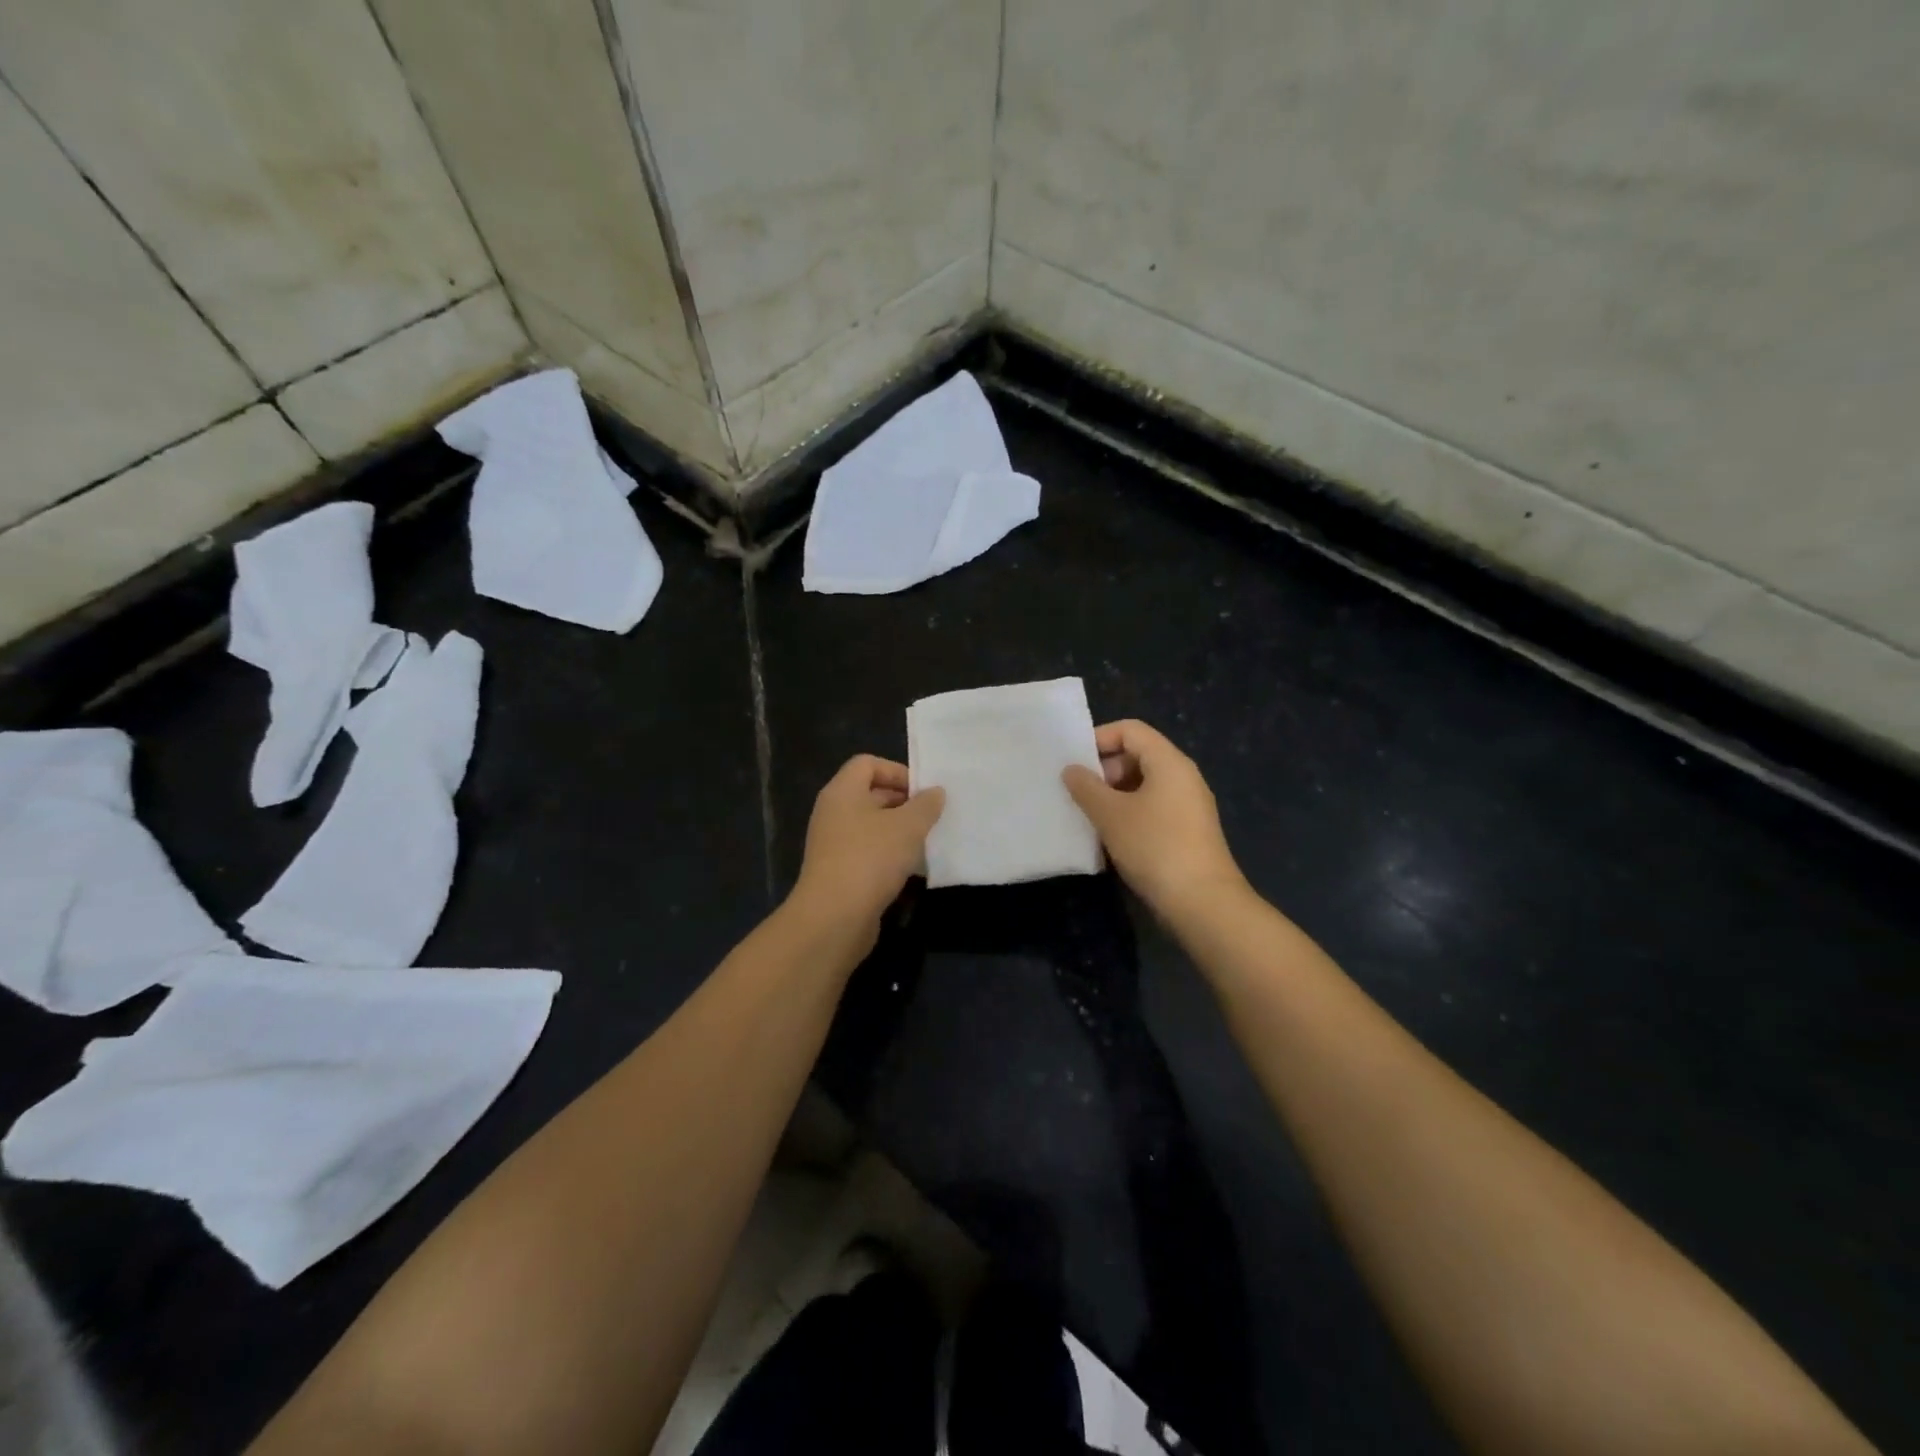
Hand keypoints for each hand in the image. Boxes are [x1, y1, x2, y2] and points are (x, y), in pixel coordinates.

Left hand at [789, 755, 944, 951]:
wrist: (834, 918)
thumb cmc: (870, 859)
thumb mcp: (907, 827)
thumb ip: (925, 805)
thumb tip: (935, 792)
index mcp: (842, 792)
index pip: (868, 764)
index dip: (898, 771)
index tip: (923, 792)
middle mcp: (833, 813)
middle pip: (871, 794)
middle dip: (904, 803)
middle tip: (932, 817)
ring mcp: (833, 844)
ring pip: (872, 826)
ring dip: (899, 832)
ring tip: (926, 842)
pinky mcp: (839, 872)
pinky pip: (868, 852)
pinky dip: (889, 856)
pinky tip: (911, 870)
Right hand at [1063, 720, 1246, 916]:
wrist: (1202, 902)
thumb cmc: (1154, 847)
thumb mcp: (1111, 814)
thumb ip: (1086, 787)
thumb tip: (1071, 770)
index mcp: (1169, 762)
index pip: (1131, 730)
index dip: (1099, 738)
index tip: (1073, 761)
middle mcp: (1183, 777)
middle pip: (1138, 755)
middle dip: (1104, 770)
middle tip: (1078, 792)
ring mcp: (1188, 805)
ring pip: (1143, 785)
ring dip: (1113, 795)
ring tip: (1088, 815)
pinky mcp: (1187, 831)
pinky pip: (1152, 808)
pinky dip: (1128, 814)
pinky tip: (1109, 837)